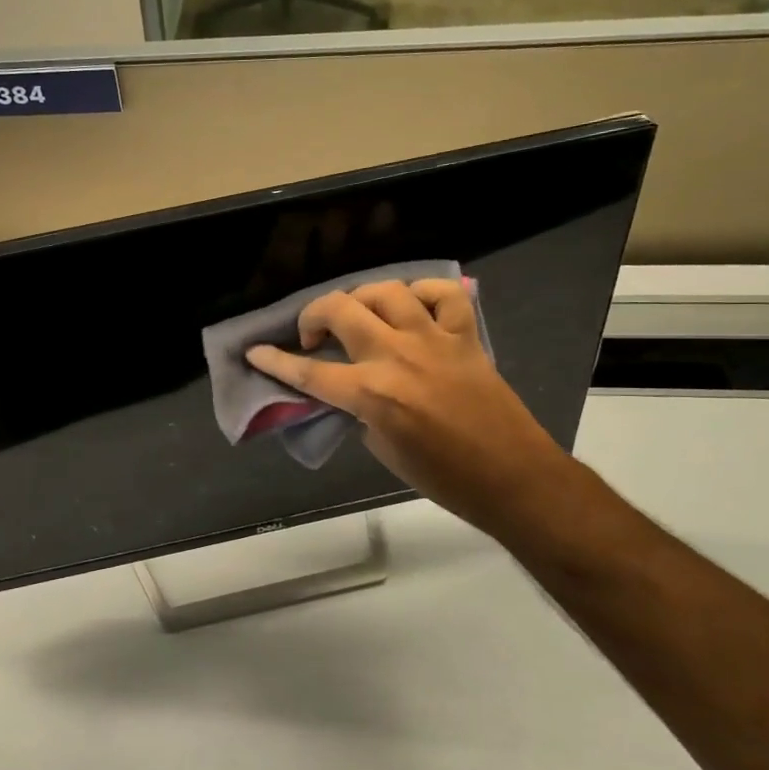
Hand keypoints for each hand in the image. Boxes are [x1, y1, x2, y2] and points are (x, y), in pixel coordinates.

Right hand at [245, 278, 570, 536]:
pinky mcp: (465, 337)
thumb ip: (360, 410)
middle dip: (313, 315)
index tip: (255, 352)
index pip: (308, 371)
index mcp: (371, 393)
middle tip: (312, 335)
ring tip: (358, 315)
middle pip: (340, 310)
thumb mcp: (383, 449)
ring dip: (361, 298)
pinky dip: (423, 293)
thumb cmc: (443, 477)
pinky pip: (442, 295)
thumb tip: (351, 390)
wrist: (512, 478)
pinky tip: (414, 307)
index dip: (275, 361)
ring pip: (386, 292)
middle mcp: (396, 356)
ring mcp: (433, 340)